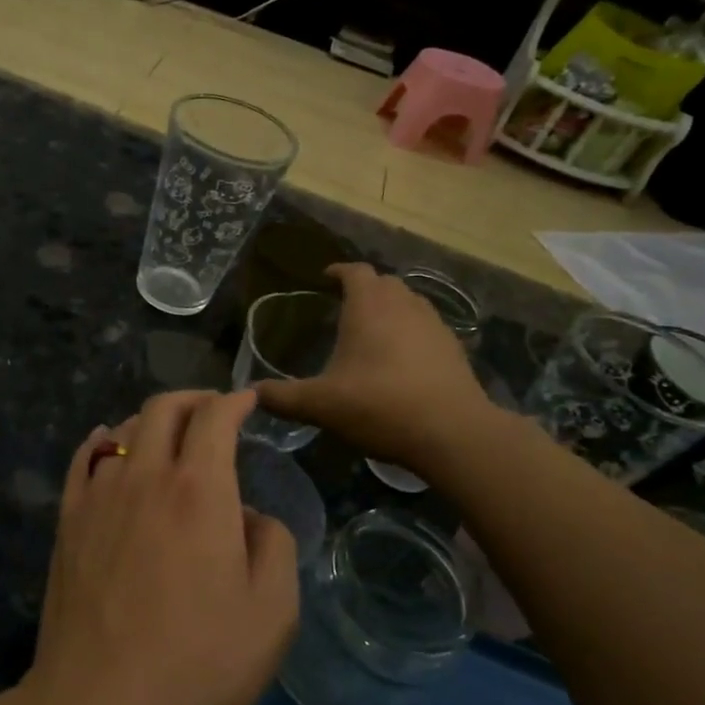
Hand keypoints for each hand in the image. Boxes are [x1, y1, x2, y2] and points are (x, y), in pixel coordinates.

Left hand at [24, 391, 297, 704]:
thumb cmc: (199, 664)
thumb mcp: (272, 613)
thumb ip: (272, 544)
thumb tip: (246, 515)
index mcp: (199, 489)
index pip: (215, 417)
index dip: (235, 400)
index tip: (249, 400)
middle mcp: (145, 475)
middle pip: (164, 408)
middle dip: (194, 399)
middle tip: (213, 410)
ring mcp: (98, 495)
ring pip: (125, 430)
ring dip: (153, 421)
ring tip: (171, 436)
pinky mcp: (67, 521)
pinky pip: (85, 459)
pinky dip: (103, 440)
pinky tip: (110, 444)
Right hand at [255, 263, 497, 469]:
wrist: (452, 433)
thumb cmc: (379, 406)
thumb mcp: (320, 405)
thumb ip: (282, 397)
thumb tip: (250, 394)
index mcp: (369, 306)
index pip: (354, 271)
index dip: (338, 271)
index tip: (324, 279)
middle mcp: (404, 305)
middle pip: (384, 283)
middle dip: (364, 289)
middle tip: (343, 307)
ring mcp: (434, 324)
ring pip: (409, 302)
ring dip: (390, 308)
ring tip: (372, 331)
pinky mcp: (454, 348)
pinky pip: (426, 327)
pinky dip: (411, 332)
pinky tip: (402, 360)